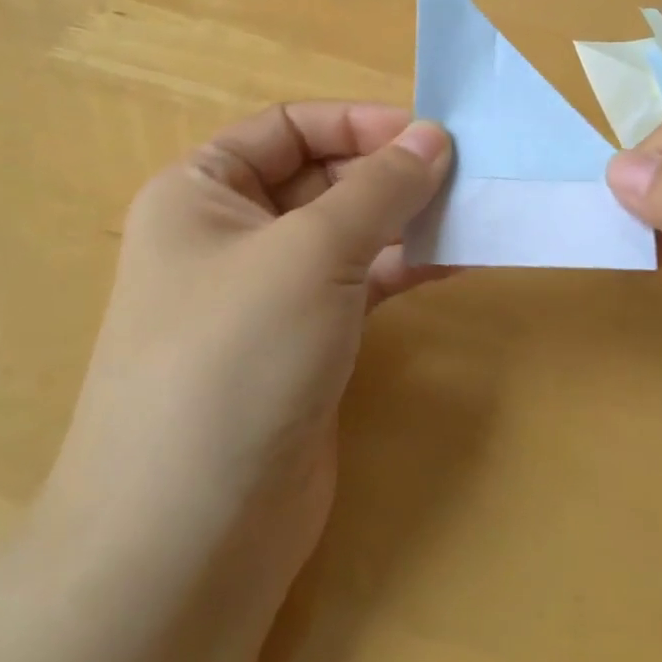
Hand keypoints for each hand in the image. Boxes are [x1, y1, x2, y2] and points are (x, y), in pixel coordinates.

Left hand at [40, 103, 451, 607]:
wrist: (190, 540)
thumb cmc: (235, 358)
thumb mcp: (311, 252)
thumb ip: (380, 188)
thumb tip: (434, 136)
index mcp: (202, 191)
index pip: (288, 127)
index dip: (357, 122)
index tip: (429, 134)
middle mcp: (230, 234)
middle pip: (322, 177)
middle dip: (389, 171)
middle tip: (464, 173)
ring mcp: (268, 294)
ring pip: (347, 232)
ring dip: (405, 218)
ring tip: (471, 210)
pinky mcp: (304, 344)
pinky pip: (360, 283)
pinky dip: (404, 266)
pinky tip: (455, 259)